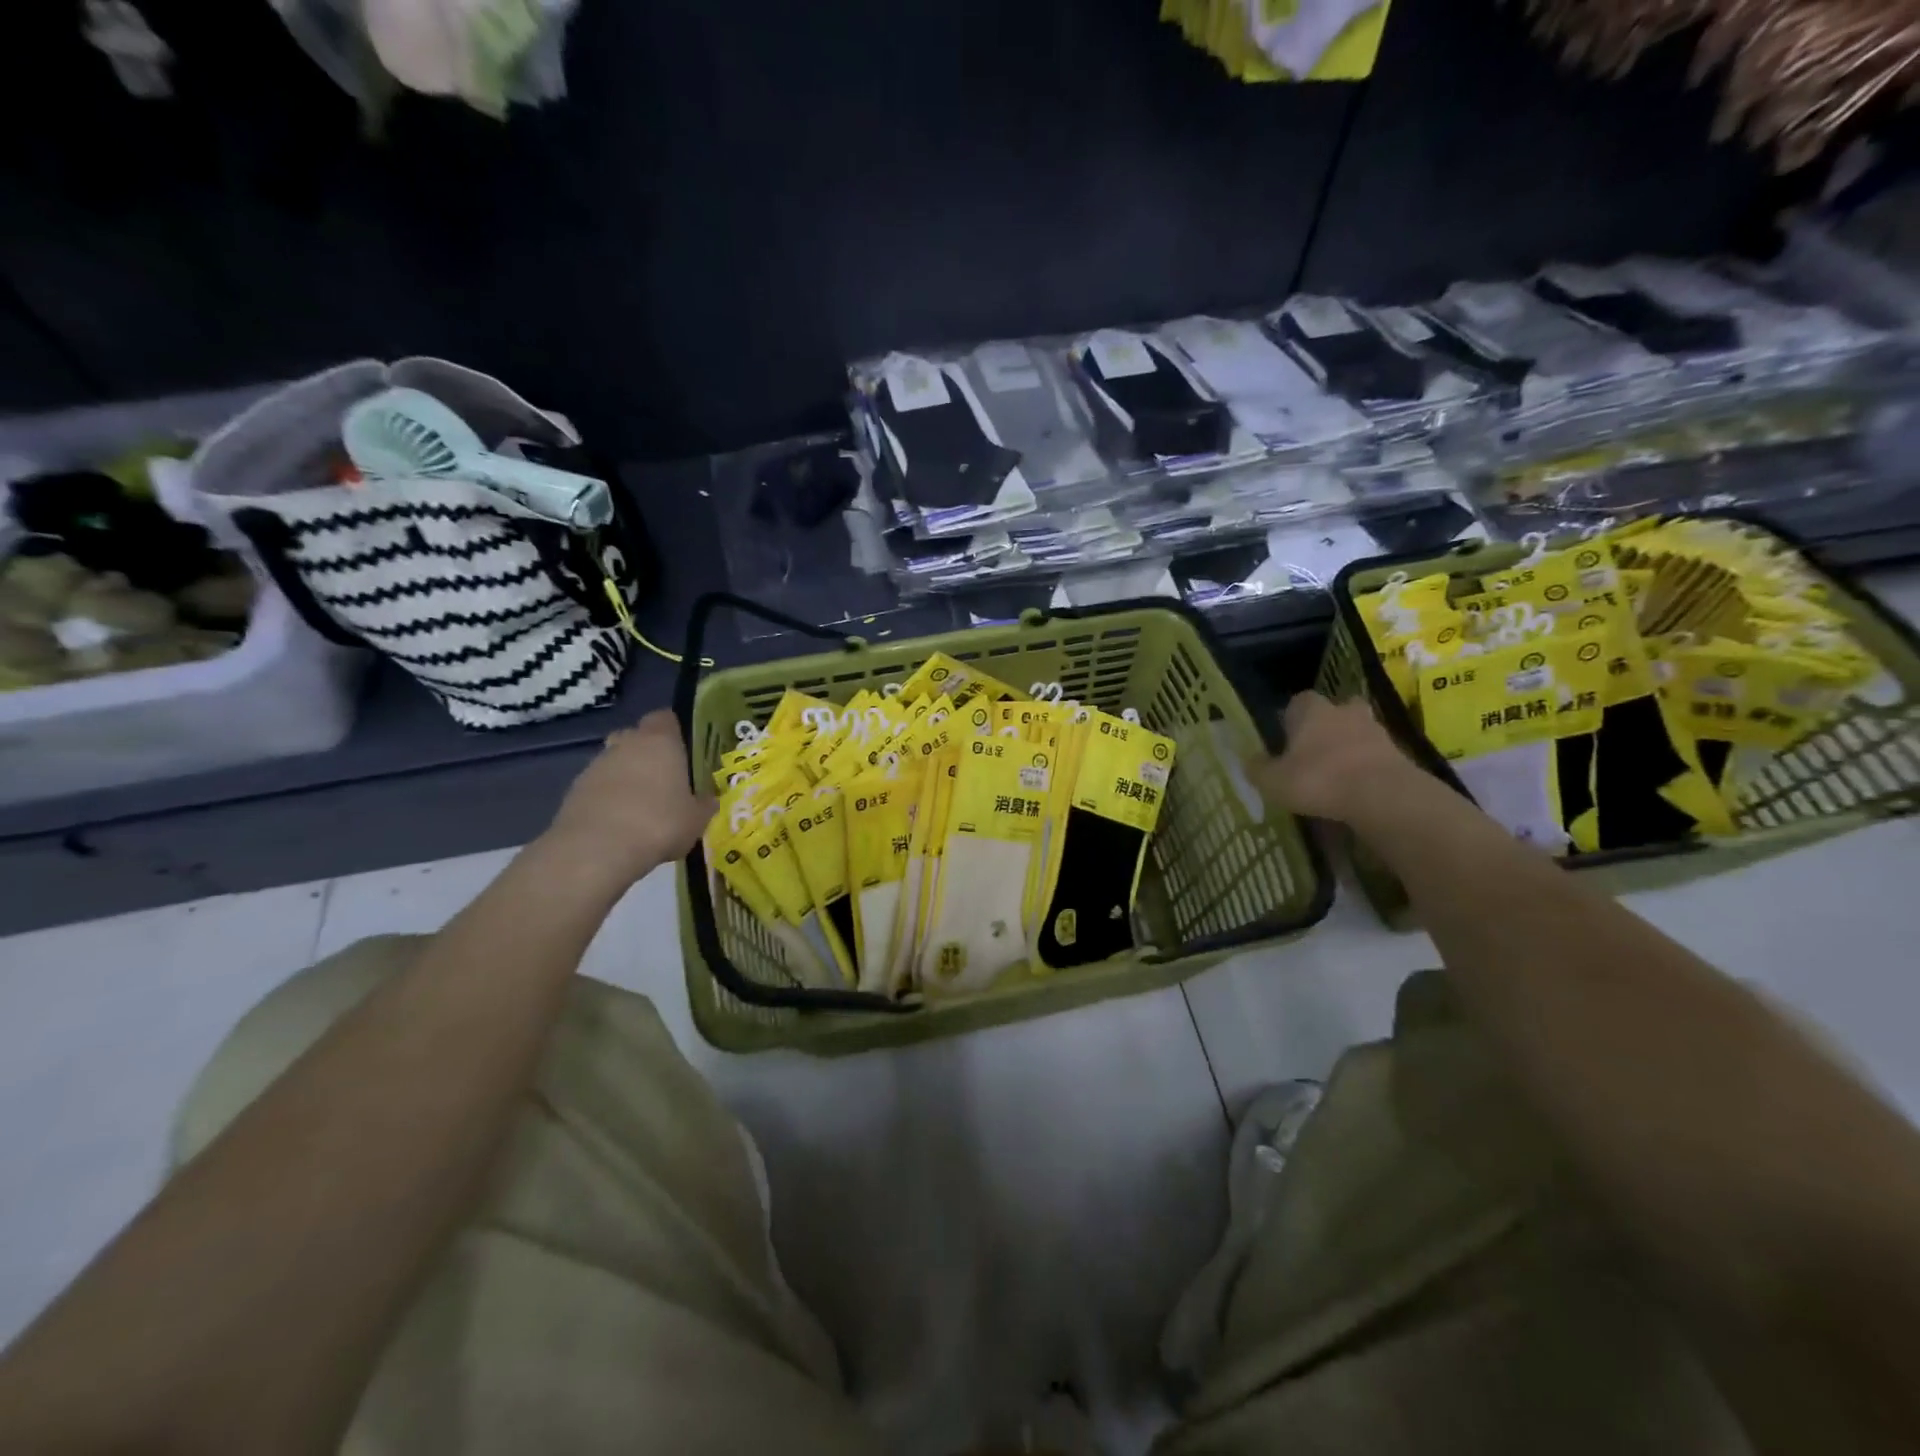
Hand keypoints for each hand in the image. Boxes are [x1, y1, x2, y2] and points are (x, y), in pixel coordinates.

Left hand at [542, 709, 716, 888]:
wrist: (597, 850)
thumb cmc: (659, 824)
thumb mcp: (696, 819)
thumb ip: (704, 804)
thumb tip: (709, 800)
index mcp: (660, 741)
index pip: (665, 718)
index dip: (674, 731)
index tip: (684, 750)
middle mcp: (626, 744)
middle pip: (636, 737)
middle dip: (648, 754)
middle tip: (664, 780)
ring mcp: (595, 766)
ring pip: (615, 763)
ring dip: (626, 778)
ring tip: (641, 809)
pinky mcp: (574, 791)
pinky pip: (598, 787)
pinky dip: (607, 799)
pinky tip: (619, 825)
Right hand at [1248, 691, 1421, 823]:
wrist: (1382, 795)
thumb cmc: (1318, 780)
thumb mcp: (1273, 781)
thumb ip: (1258, 769)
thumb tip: (1250, 761)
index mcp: (1311, 711)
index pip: (1298, 702)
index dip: (1290, 719)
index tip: (1285, 738)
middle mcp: (1343, 711)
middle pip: (1334, 711)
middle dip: (1326, 727)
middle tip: (1314, 752)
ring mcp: (1376, 730)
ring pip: (1358, 732)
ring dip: (1349, 747)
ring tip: (1337, 774)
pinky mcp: (1399, 753)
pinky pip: (1376, 755)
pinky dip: (1367, 767)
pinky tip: (1357, 788)